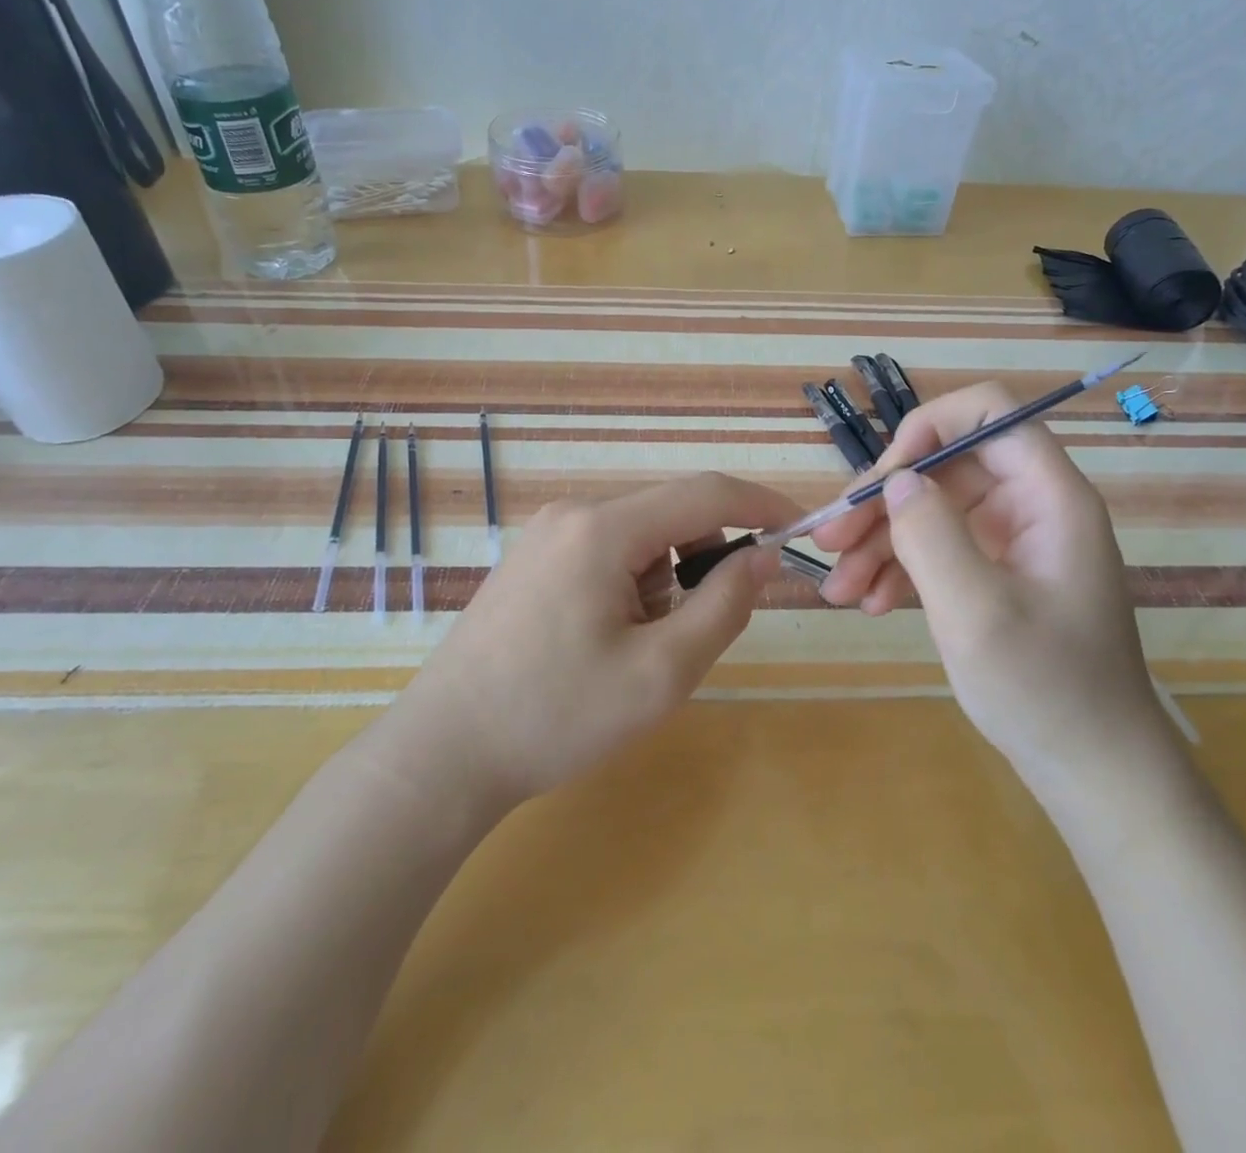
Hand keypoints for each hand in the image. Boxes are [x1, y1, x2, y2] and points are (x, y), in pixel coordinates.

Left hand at [414, 472, 798, 802]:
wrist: (444, 753)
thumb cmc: (557, 715)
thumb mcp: (662, 671)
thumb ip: (725, 604)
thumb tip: (764, 554)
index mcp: (604, 528)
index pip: (706, 493)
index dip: (762, 504)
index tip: (801, 529)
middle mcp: (572, 514)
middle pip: (671, 515)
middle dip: (703, 561)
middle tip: (697, 629)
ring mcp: (545, 534)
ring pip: (639, 538)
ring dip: (663, 582)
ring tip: (636, 649)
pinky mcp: (531, 559)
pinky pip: (606, 553)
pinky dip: (630, 586)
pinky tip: (602, 641)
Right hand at [811, 382, 1164, 794]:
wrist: (1091, 770)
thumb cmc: (1044, 689)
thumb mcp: (976, 611)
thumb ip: (931, 535)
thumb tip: (897, 482)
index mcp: (1048, 497)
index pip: (990, 413)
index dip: (930, 426)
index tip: (883, 477)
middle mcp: (1031, 507)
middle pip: (946, 466)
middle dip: (884, 500)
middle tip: (831, 540)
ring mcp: (1012, 542)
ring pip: (932, 510)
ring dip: (879, 542)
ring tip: (837, 589)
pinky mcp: (994, 575)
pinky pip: (937, 549)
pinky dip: (899, 570)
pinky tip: (869, 603)